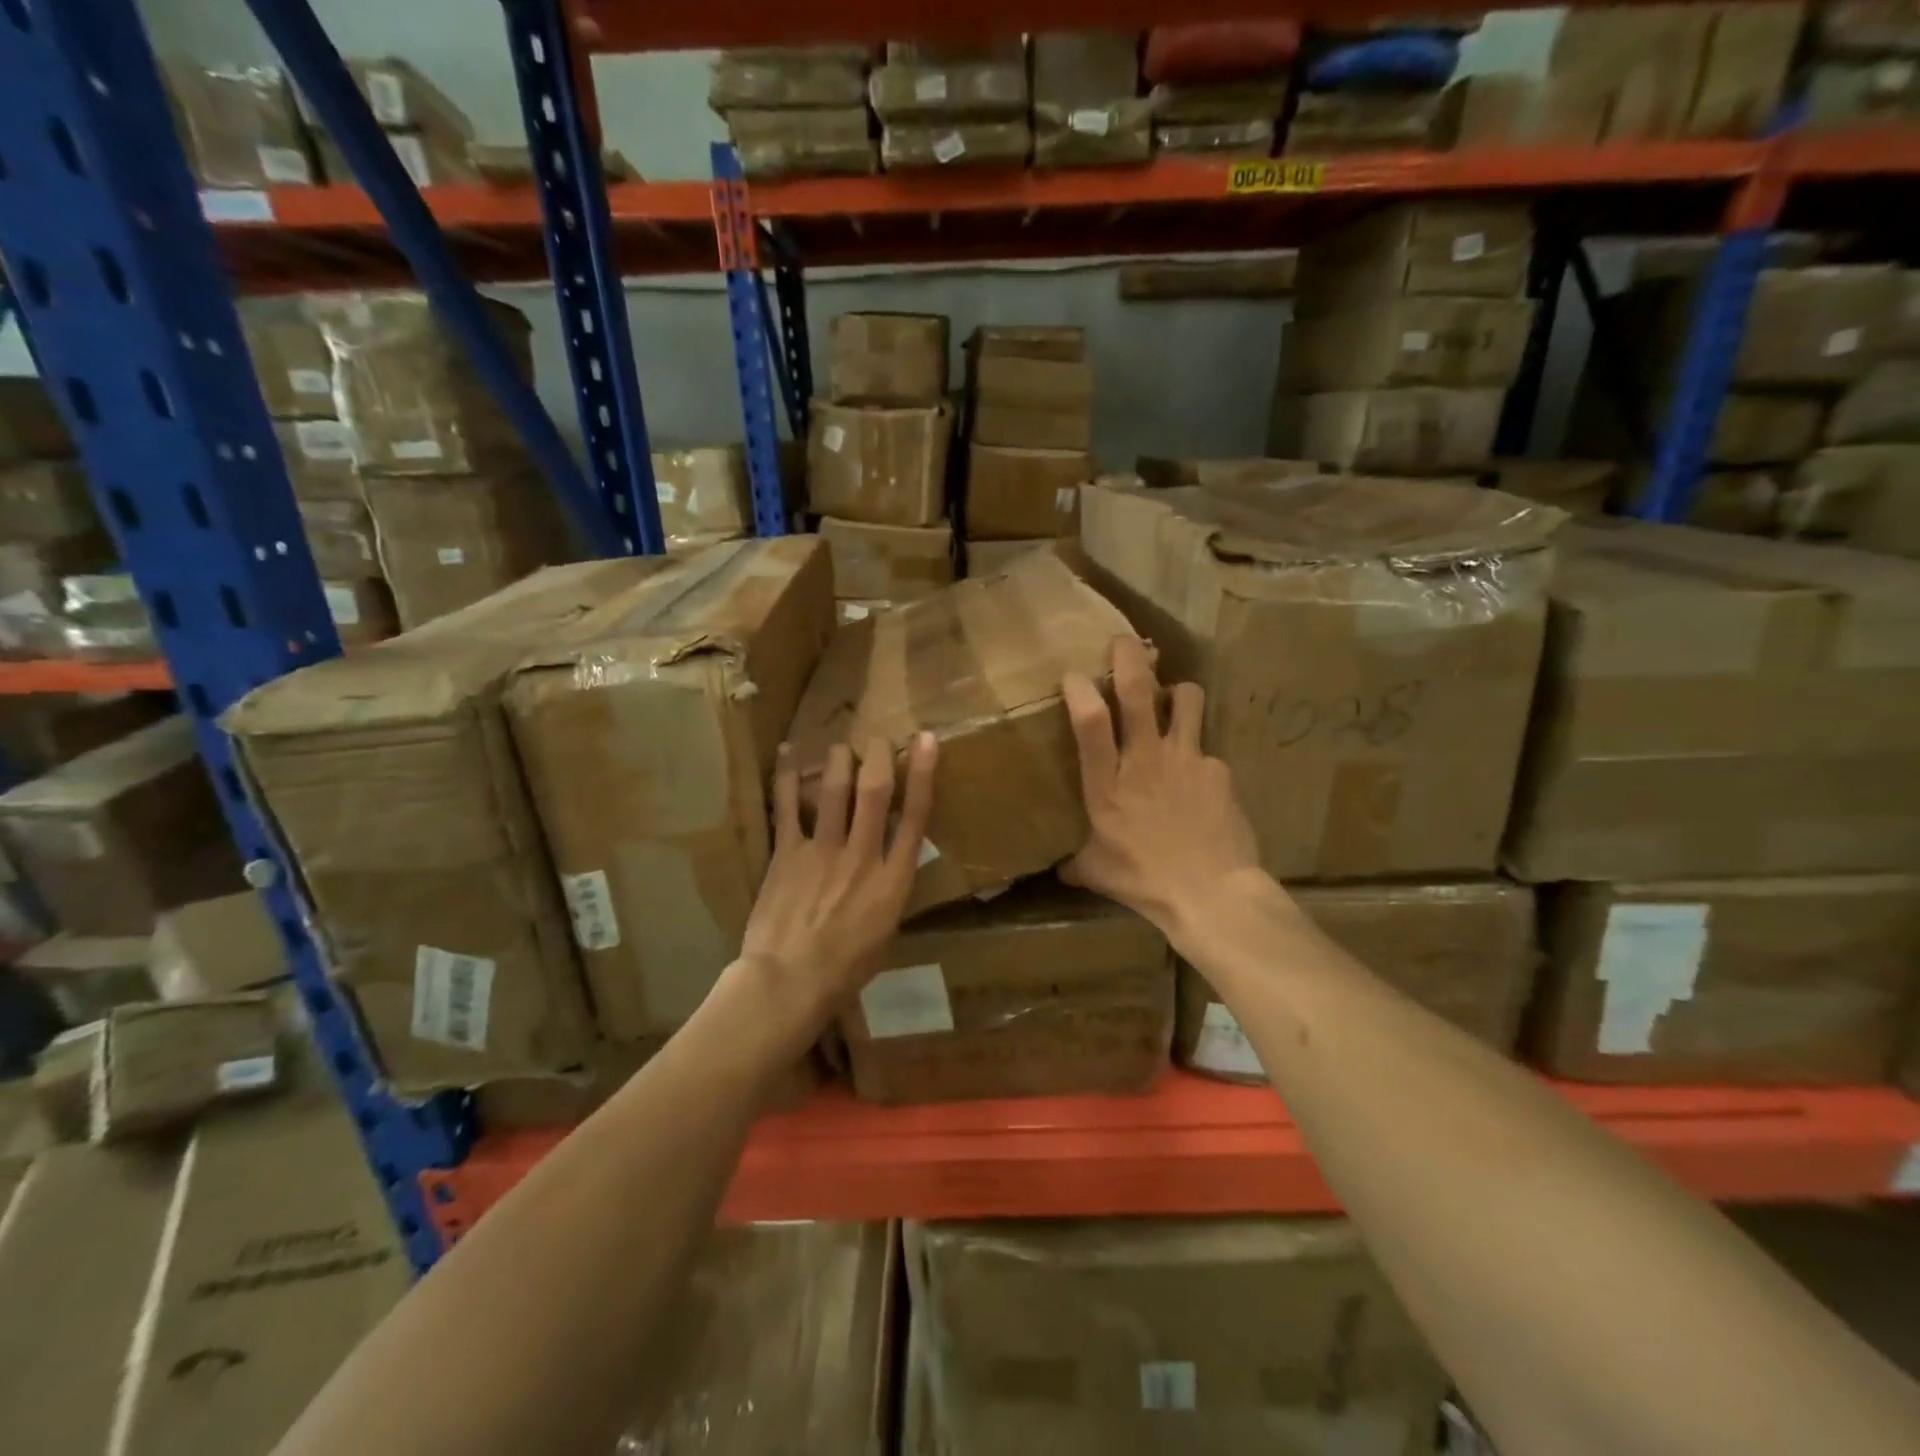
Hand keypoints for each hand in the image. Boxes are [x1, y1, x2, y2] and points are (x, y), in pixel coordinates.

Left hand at [739, 733, 938, 1028]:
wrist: (790, 982)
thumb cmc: (845, 969)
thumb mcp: (884, 931)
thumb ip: (888, 891)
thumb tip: (886, 867)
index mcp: (893, 880)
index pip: (915, 816)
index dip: (923, 773)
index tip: (927, 741)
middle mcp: (863, 855)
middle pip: (874, 791)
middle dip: (878, 756)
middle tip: (878, 739)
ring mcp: (823, 851)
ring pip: (833, 789)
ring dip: (838, 760)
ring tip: (840, 746)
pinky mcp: (787, 853)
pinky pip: (787, 807)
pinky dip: (786, 777)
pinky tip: (786, 753)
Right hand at [1061, 636, 1264, 945]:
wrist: (1211, 893)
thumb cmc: (1144, 881)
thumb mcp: (1097, 872)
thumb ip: (1077, 862)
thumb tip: (1060, 869)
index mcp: (1107, 784)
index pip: (1089, 722)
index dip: (1080, 690)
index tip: (1072, 675)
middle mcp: (1144, 760)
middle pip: (1137, 691)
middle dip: (1128, 656)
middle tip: (1122, 642)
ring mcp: (1186, 759)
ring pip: (1186, 698)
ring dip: (1177, 691)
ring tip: (1173, 701)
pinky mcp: (1218, 769)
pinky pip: (1206, 748)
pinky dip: (1198, 755)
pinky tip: (1198, 779)